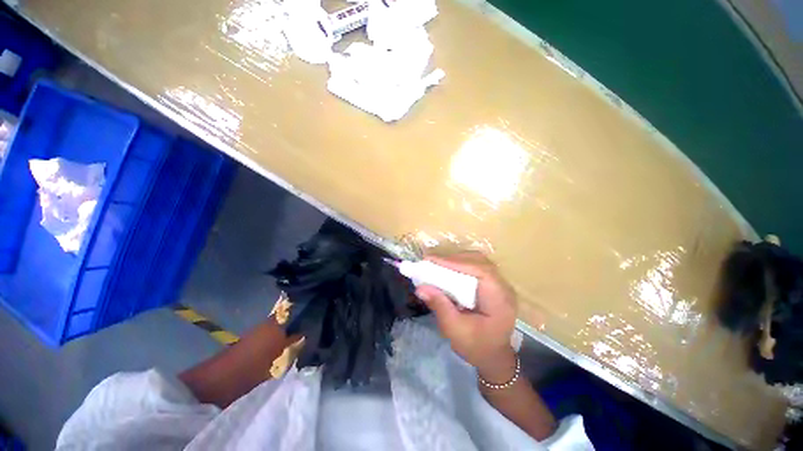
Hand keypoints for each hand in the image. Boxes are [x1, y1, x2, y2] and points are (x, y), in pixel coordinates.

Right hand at [415, 252, 517, 382]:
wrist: (493, 357)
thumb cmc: (477, 347)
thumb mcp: (455, 329)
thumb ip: (439, 306)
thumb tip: (420, 287)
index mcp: (499, 299)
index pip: (480, 271)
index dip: (455, 262)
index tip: (432, 260)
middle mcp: (503, 287)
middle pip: (479, 261)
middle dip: (454, 259)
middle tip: (431, 262)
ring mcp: (499, 284)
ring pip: (477, 261)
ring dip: (456, 260)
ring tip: (437, 265)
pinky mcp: (492, 284)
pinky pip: (476, 267)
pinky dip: (460, 266)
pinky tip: (448, 271)